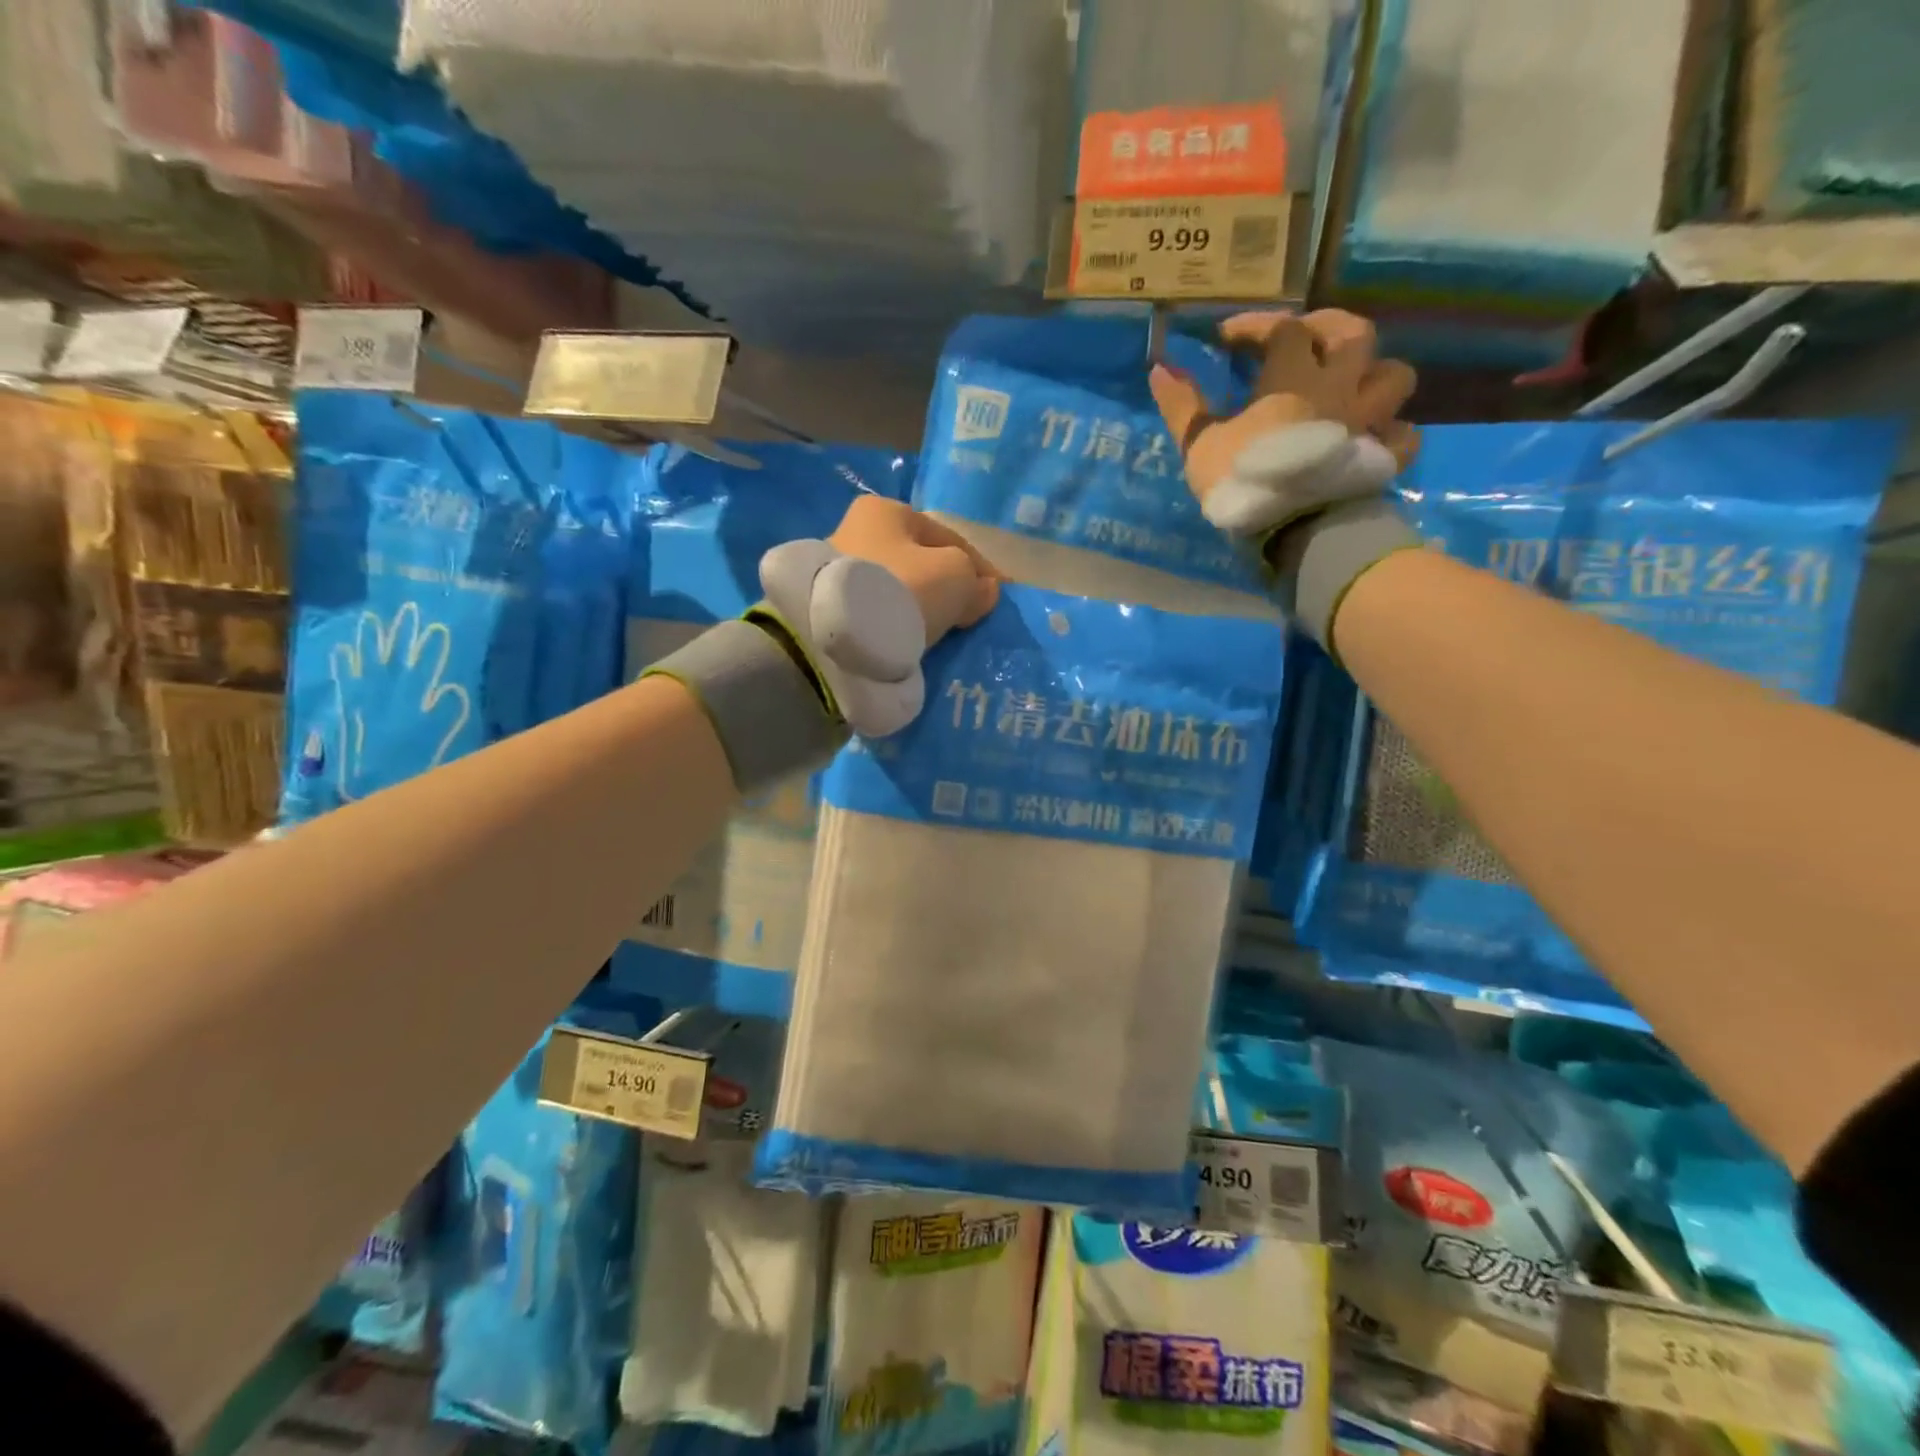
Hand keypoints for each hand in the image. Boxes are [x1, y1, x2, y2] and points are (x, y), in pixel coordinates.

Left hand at [828, 494, 999, 647]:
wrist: (838, 635)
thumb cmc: (903, 588)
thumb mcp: (955, 576)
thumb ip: (975, 581)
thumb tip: (985, 591)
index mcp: (886, 509)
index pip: (946, 537)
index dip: (977, 566)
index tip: (994, 595)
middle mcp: (855, 529)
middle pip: (917, 561)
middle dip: (942, 585)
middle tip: (964, 614)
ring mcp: (837, 569)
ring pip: (896, 587)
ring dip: (917, 604)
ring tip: (937, 630)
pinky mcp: (826, 605)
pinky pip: (877, 610)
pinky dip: (895, 620)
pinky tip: (908, 637)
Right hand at [1147, 311, 1419, 537]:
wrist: (1296, 529)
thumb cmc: (1244, 482)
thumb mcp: (1200, 445)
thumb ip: (1182, 406)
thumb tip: (1159, 368)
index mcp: (1294, 378)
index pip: (1282, 329)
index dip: (1254, 326)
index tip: (1227, 339)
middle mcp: (1340, 387)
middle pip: (1353, 333)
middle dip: (1328, 326)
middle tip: (1305, 337)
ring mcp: (1369, 420)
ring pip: (1394, 375)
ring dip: (1374, 373)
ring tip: (1351, 384)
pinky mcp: (1383, 458)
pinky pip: (1403, 435)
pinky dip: (1392, 431)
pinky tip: (1372, 437)